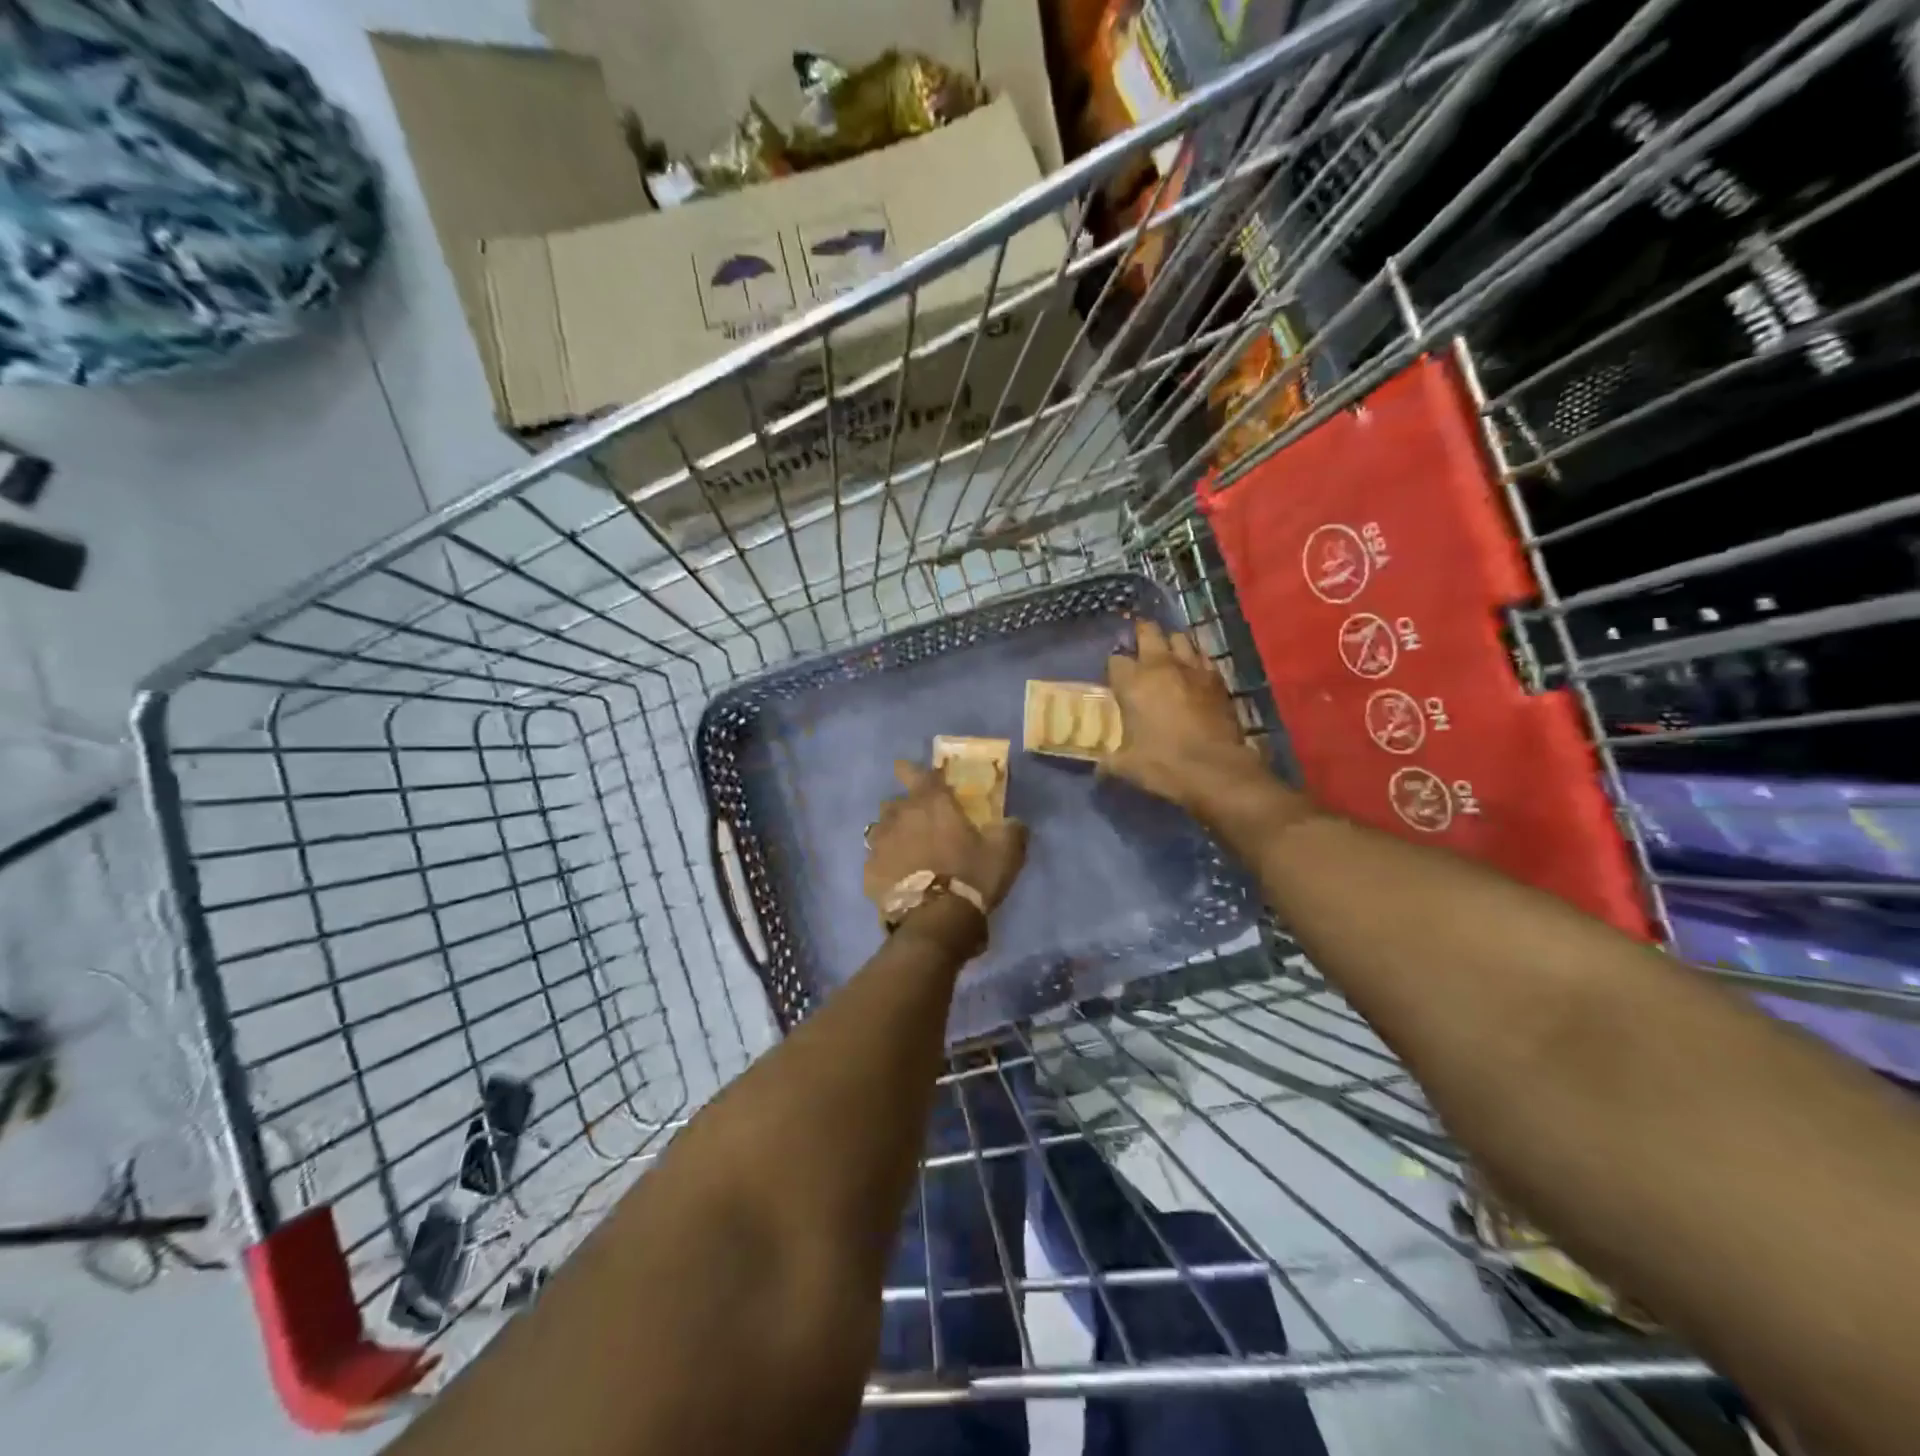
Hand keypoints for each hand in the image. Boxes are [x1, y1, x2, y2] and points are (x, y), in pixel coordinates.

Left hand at [863, 760, 1028, 913]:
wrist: (936, 922)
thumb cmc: (971, 877)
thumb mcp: (1005, 852)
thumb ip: (1011, 830)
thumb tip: (1013, 823)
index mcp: (930, 802)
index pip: (915, 773)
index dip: (912, 770)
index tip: (910, 772)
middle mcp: (899, 815)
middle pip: (896, 803)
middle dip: (906, 809)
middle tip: (922, 825)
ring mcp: (879, 844)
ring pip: (882, 829)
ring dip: (894, 835)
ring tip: (907, 852)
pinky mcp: (869, 872)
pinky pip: (876, 860)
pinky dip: (886, 864)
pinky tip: (898, 878)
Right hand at [1105, 620, 1264, 813]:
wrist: (1216, 770)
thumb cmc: (1164, 764)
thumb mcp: (1126, 766)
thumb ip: (1108, 761)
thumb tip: (1098, 769)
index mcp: (1133, 683)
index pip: (1115, 660)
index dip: (1114, 669)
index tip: (1116, 681)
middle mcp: (1161, 666)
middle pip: (1148, 632)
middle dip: (1141, 635)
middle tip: (1139, 648)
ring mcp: (1193, 668)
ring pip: (1180, 638)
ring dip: (1171, 643)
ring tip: (1167, 656)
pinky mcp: (1217, 678)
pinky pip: (1203, 656)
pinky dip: (1196, 660)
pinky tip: (1193, 673)